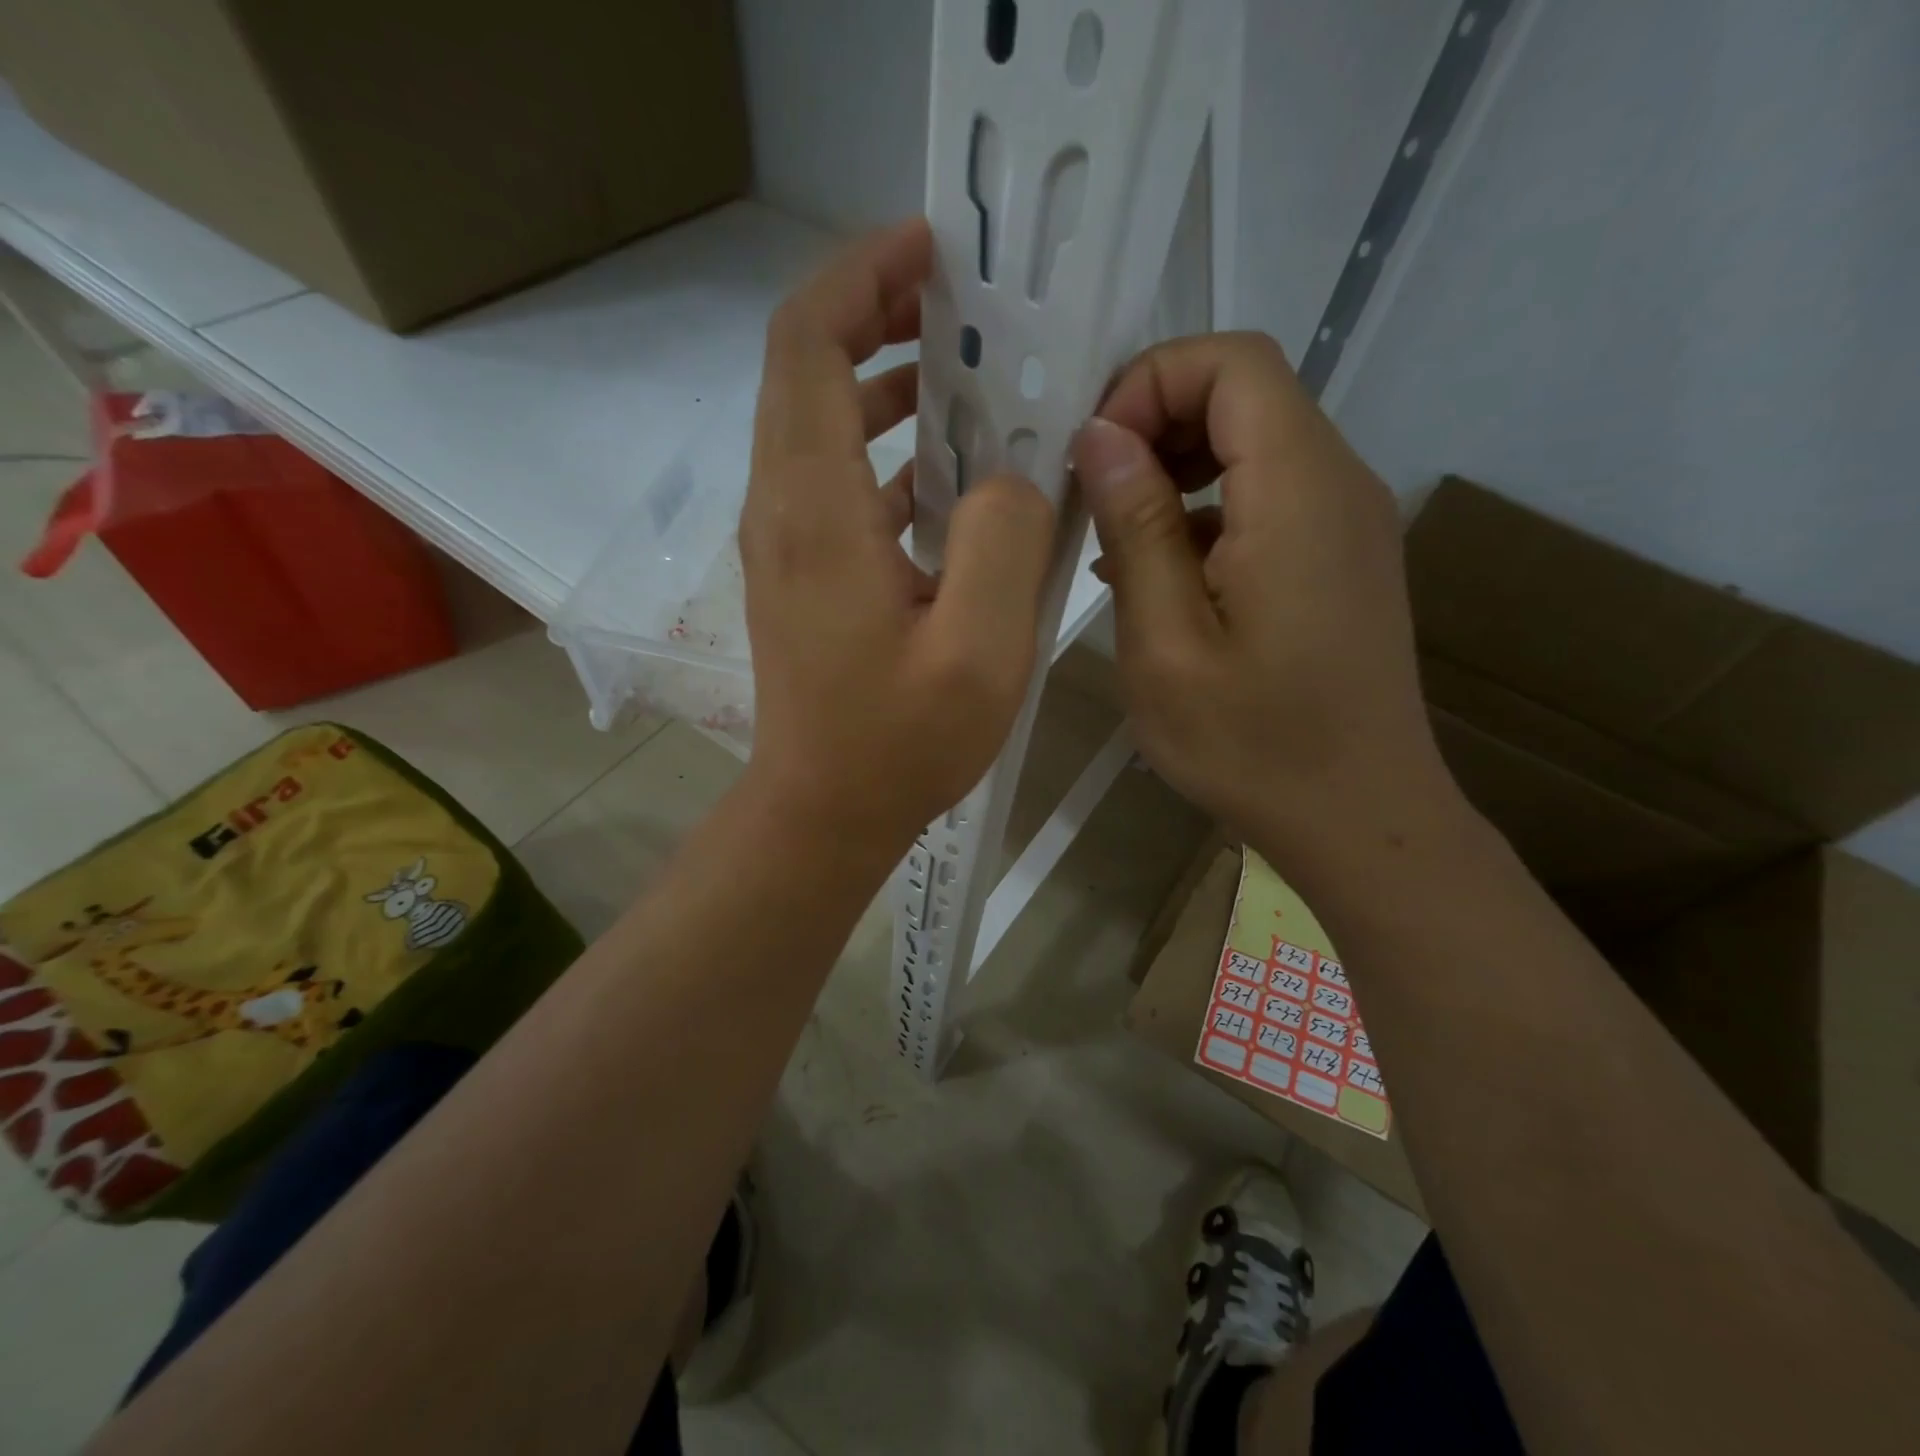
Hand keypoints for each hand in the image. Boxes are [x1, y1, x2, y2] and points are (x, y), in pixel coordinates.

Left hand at [740, 219, 1056, 852]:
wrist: (823, 811)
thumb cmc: (898, 743)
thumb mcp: (980, 649)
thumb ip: (1004, 540)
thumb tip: (1010, 477)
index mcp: (815, 507)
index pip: (807, 342)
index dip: (861, 275)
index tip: (932, 250)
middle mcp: (781, 506)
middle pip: (804, 368)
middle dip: (876, 314)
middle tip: (960, 304)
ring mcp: (782, 540)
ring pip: (816, 421)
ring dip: (881, 382)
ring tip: (963, 375)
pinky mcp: (797, 571)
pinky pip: (830, 477)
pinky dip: (880, 447)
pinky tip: (944, 472)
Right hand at [1070, 332, 1457, 865]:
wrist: (1359, 818)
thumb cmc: (1252, 744)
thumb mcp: (1166, 643)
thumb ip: (1137, 527)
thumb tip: (1101, 436)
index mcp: (1297, 492)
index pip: (1232, 362)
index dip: (1149, 384)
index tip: (1094, 461)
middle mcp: (1338, 484)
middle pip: (1244, 394)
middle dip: (1154, 424)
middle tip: (1091, 500)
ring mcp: (1346, 522)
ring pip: (1253, 445)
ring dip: (1175, 472)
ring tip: (1114, 545)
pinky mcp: (1339, 559)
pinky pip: (1267, 498)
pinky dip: (1205, 512)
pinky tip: (1159, 579)